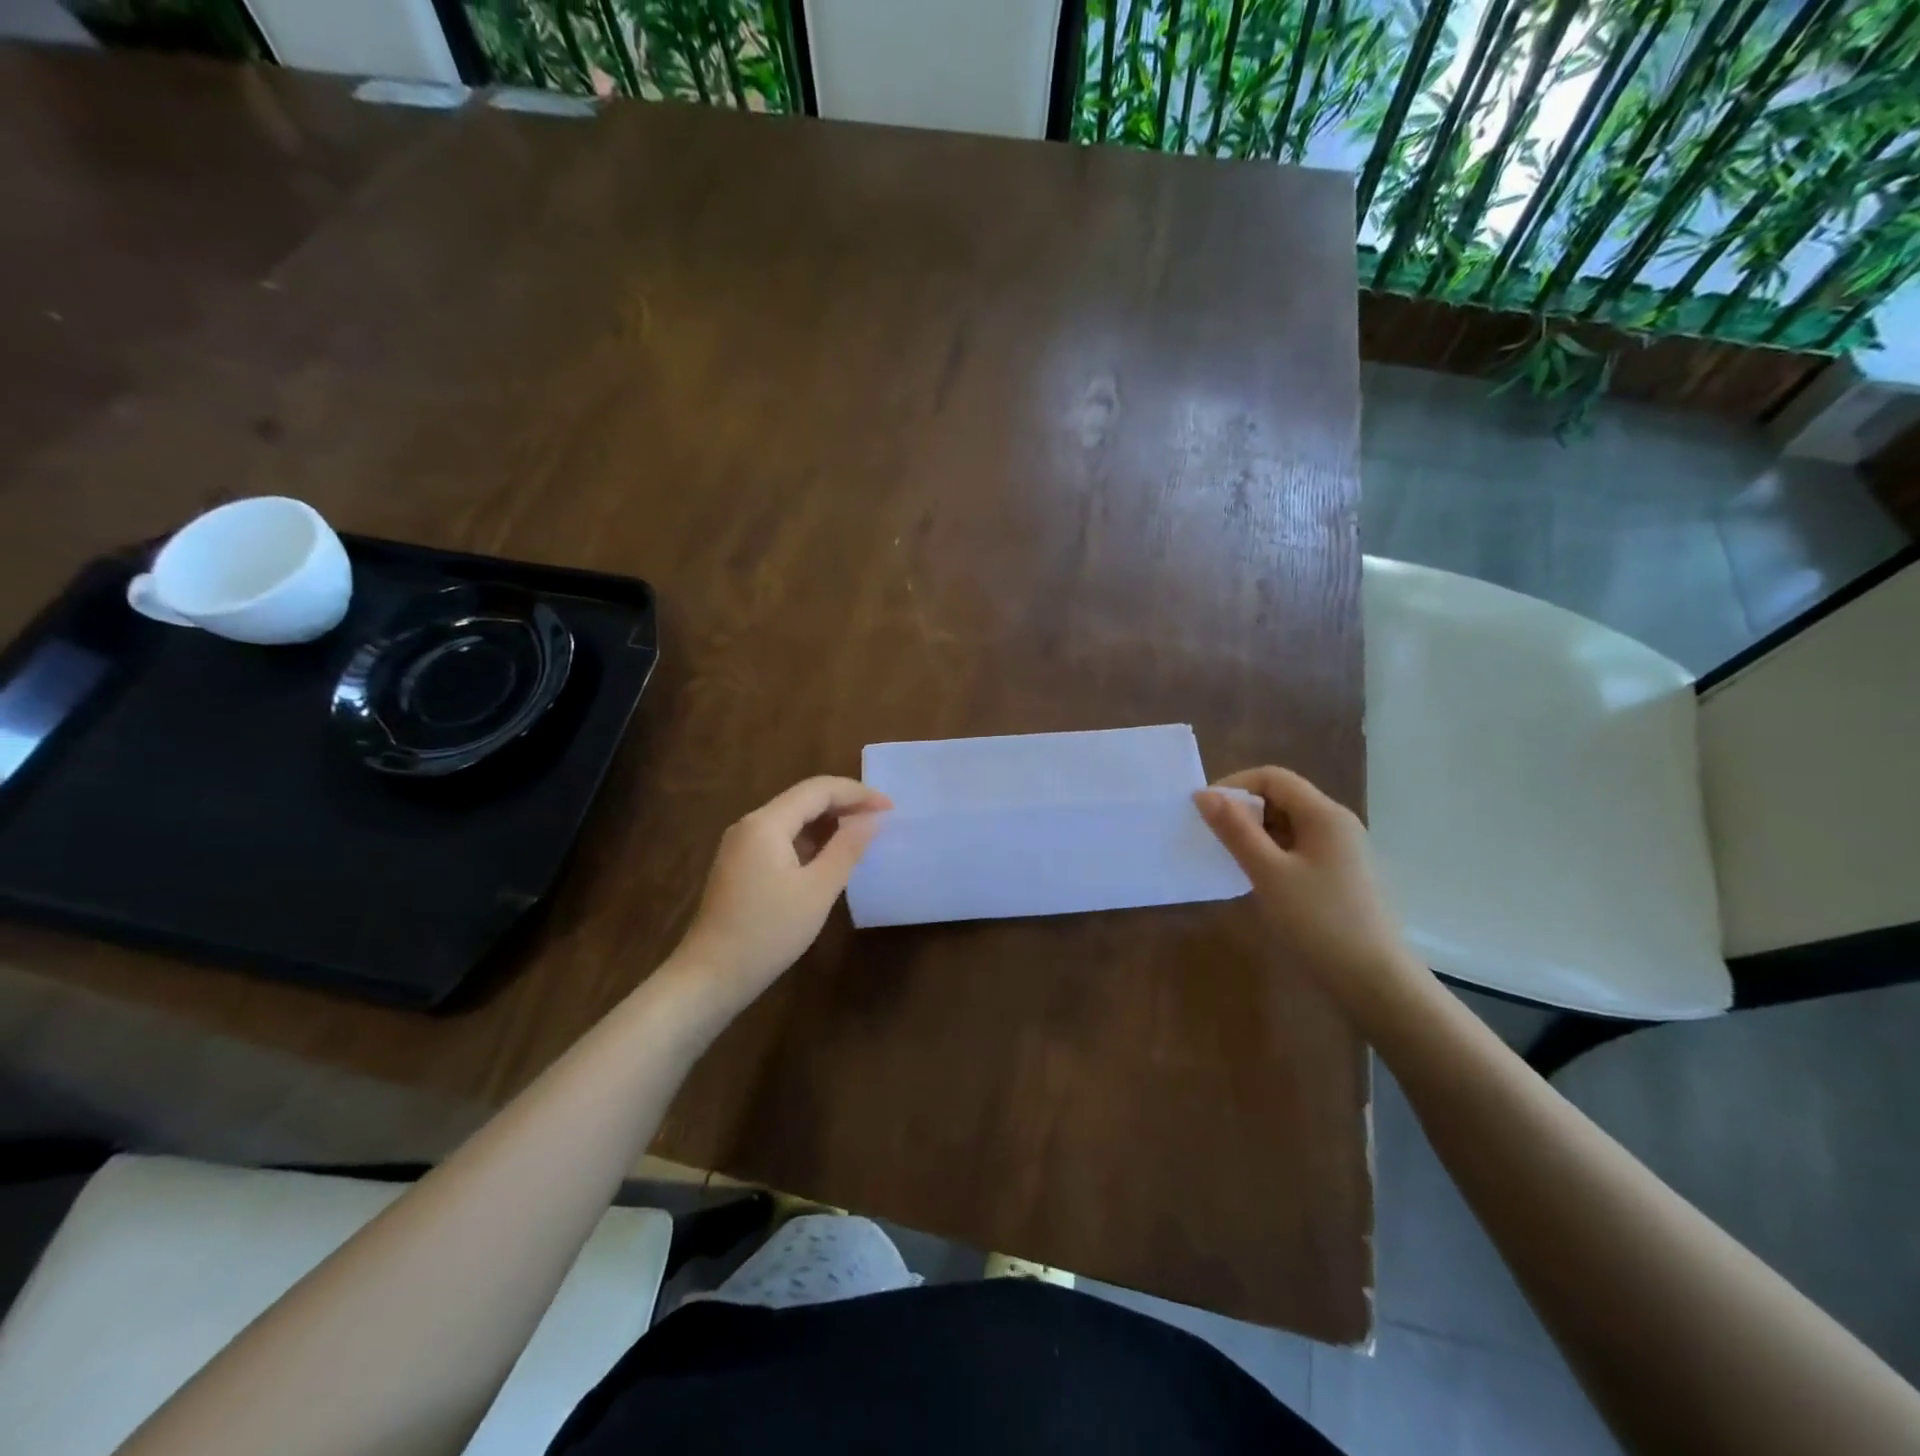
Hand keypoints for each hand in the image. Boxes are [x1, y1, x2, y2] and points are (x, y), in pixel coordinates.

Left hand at [670, 776, 890, 1012]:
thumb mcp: (818, 890)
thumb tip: (871, 819)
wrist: (711, 976)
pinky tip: (831, 856)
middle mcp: (750, 824)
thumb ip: (847, 848)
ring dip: (829, 822)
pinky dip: (810, 840)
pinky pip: (781, 838)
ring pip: (793, 818)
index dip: (857, 793)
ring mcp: (741, 845)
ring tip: (863, 835)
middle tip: (881, 819)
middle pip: (804, 799)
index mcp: (766, 823)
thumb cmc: (768, 932)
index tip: (891, 807)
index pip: (818, 789)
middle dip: (844, 804)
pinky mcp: (740, 865)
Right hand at [1195, 767, 1425, 1006]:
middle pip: (1282, 797)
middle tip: (1213, 838)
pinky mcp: (1340, 873)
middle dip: (1243, 810)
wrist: (1374, 980)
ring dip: (1256, 833)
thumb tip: (1204, 794)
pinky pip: (1299, 846)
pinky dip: (1272, 852)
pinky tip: (1258, 877)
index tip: (1204, 812)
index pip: (1272, 777)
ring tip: (1230, 859)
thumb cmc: (1318, 920)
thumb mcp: (1268, 873)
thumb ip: (1235, 830)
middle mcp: (1337, 823)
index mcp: (1324, 814)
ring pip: (1289, 823)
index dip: (1234, 786)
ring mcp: (1342, 849)